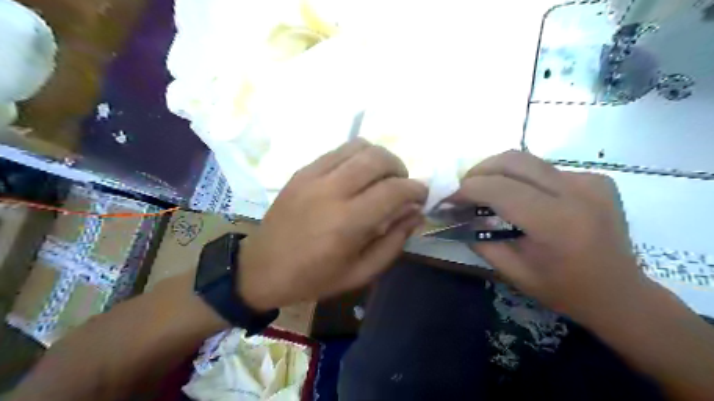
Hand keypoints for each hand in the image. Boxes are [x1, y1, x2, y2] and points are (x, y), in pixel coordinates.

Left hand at [237, 139, 425, 310]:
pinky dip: (356, 157)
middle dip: (400, 169)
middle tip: (401, 186)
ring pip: (359, 146)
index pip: (394, 190)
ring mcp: (313, 176)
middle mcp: (331, 191)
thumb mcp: (360, 273)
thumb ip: (393, 242)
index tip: (422, 196)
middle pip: (378, 158)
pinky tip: (356, 175)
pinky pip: (338, 151)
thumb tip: (416, 213)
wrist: (262, 268)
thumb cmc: (314, 278)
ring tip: (381, 178)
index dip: (416, 190)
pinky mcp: (302, 171)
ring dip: (379, 158)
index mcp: (347, 223)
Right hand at [454, 150, 650, 324]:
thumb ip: (482, 241)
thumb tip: (459, 217)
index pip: (499, 188)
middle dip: (480, 170)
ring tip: (486, 191)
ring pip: (529, 161)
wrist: (621, 294)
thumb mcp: (514, 273)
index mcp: (555, 223)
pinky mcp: (597, 180)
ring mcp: (590, 182)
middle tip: (464, 188)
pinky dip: (524, 179)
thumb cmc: (564, 290)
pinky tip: (524, 198)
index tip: (449, 198)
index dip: (467, 189)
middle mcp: (576, 193)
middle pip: (514, 160)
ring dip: (499, 172)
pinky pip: (547, 170)